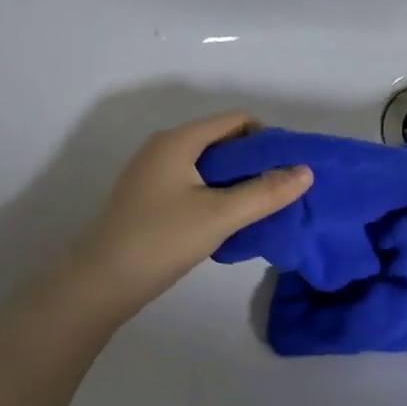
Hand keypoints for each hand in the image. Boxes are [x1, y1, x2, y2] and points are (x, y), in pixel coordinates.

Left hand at [64, 112, 312, 320]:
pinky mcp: (150, 198)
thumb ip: (265, 192)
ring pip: (209, 166)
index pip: (236, 120)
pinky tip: (230, 221)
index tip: (289, 169)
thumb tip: (306, 172)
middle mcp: (164, 148)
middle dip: (255, 163)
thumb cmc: (160, 240)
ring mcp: (153, 174)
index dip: (268, 139)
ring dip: (238, 182)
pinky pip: (194, 184)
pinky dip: (218, 195)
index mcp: (178, 141)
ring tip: (261, 208)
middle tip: (281, 191)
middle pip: (223, 141)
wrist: (100, 284)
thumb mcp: (220, 216)